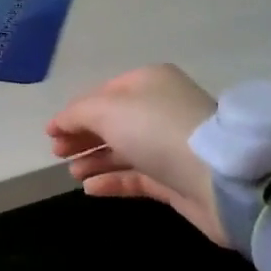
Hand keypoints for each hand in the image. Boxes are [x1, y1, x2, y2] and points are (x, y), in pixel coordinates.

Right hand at [46, 64, 228, 246]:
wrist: (219, 179)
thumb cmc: (157, 130)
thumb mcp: (108, 110)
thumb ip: (78, 114)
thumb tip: (60, 123)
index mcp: (148, 82)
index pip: (102, 93)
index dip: (74, 112)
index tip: (51, 133)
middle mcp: (160, 108)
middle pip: (111, 122)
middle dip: (82, 136)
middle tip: (57, 153)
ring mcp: (169, 145)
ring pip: (123, 150)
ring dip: (94, 159)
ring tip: (72, 173)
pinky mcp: (176, 179)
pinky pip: (136, 176)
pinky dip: (112, 180)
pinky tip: (90, 189)